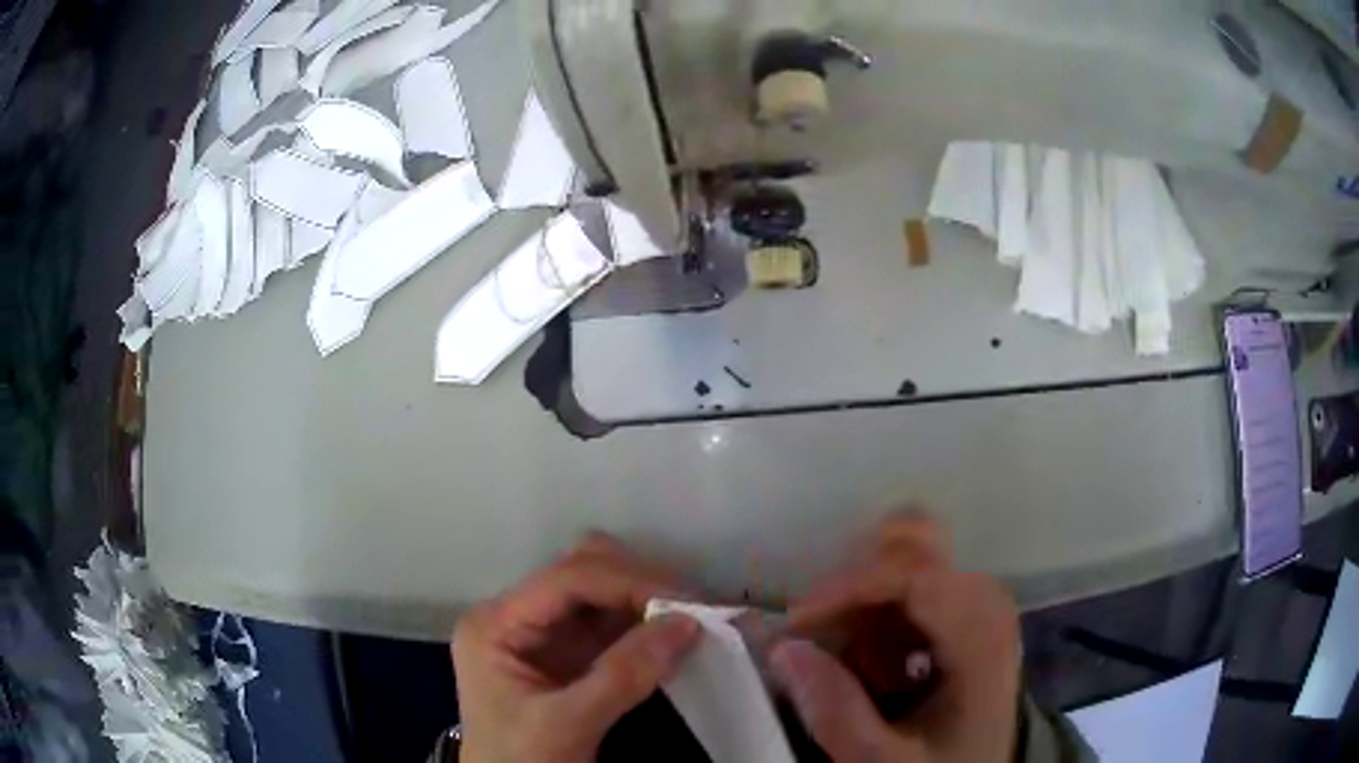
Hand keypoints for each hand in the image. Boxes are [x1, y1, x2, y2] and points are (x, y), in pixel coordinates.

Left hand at [452, 534, 701, 762]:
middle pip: (582, 570)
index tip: (687, 603)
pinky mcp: (570, 654)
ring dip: (648, 599)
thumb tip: (686, 624)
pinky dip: (647, 624)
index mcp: (495, 624)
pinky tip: (676, 634)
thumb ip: (621, 676)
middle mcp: (517, 616)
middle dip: (640, 583)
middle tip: (694, 608)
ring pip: (602, 590)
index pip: (566, 579)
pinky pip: (613, 623)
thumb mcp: (564, 725)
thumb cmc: (521, 762)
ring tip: (692, 618)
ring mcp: (545, 634)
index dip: (628, 582)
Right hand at [773, 515, 1021, 762]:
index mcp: (981, 633)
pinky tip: (875, 666)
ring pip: (906, 561)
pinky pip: (910, 586)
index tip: (795, 623)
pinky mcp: (963, 611)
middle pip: (912, 548)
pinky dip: (878, 616)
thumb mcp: (884, 760)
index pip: (912, 573)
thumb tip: (784, 649)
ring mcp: (976, 601)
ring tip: (853, 666)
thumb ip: (836, 712)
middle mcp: (985, 600)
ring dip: (864, 606)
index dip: (847, 588)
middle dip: (855, 587)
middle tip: (821, 637)